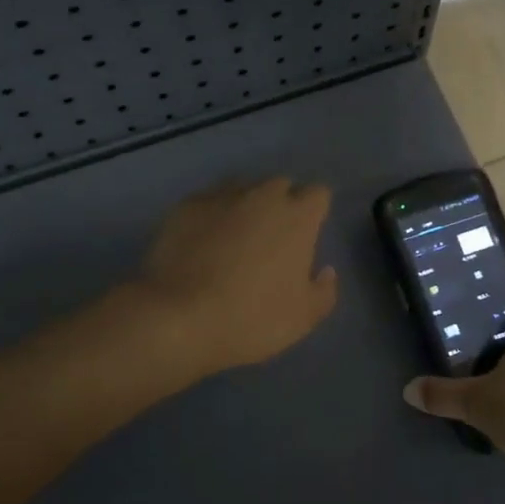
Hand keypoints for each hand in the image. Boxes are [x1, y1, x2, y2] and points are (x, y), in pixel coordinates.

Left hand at [133, 178, 339, 376]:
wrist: (179, 317)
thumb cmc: (252, 318)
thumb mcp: (304, 318)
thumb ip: (324, 290)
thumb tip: (325, 270)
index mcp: (297, 217)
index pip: (319, 194)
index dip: (315, 212)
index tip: (308, 234)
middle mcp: (262, 196)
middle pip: (280, 185)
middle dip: (281, 204)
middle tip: (272, 239)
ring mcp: (221, 197)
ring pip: (242, 188)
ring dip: (246, 205)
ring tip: (235, 237)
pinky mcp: (186, 206)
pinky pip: (208, 201)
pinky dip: (211, 215)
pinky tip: (202, 241)